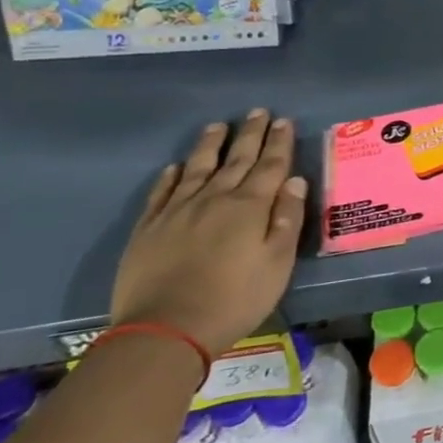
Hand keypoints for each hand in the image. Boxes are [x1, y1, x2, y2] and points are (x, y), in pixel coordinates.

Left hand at [110, 110, 306, 354]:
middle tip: (258, 112)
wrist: (165, 330)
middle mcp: (214, 198)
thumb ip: (287, 218)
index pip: (270, 165)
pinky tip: (174, 167)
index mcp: (250, 206)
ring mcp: (177, 211)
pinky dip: (170, 176)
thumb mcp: (278, 262)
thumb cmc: (235, 298)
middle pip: (236, 159)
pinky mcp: (148, 229)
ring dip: (210, 145)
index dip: (279, 142)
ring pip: (197, 168)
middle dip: (250, 134)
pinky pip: (161, 193)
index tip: (284, 120)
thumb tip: (295, 180)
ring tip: (218, 126)